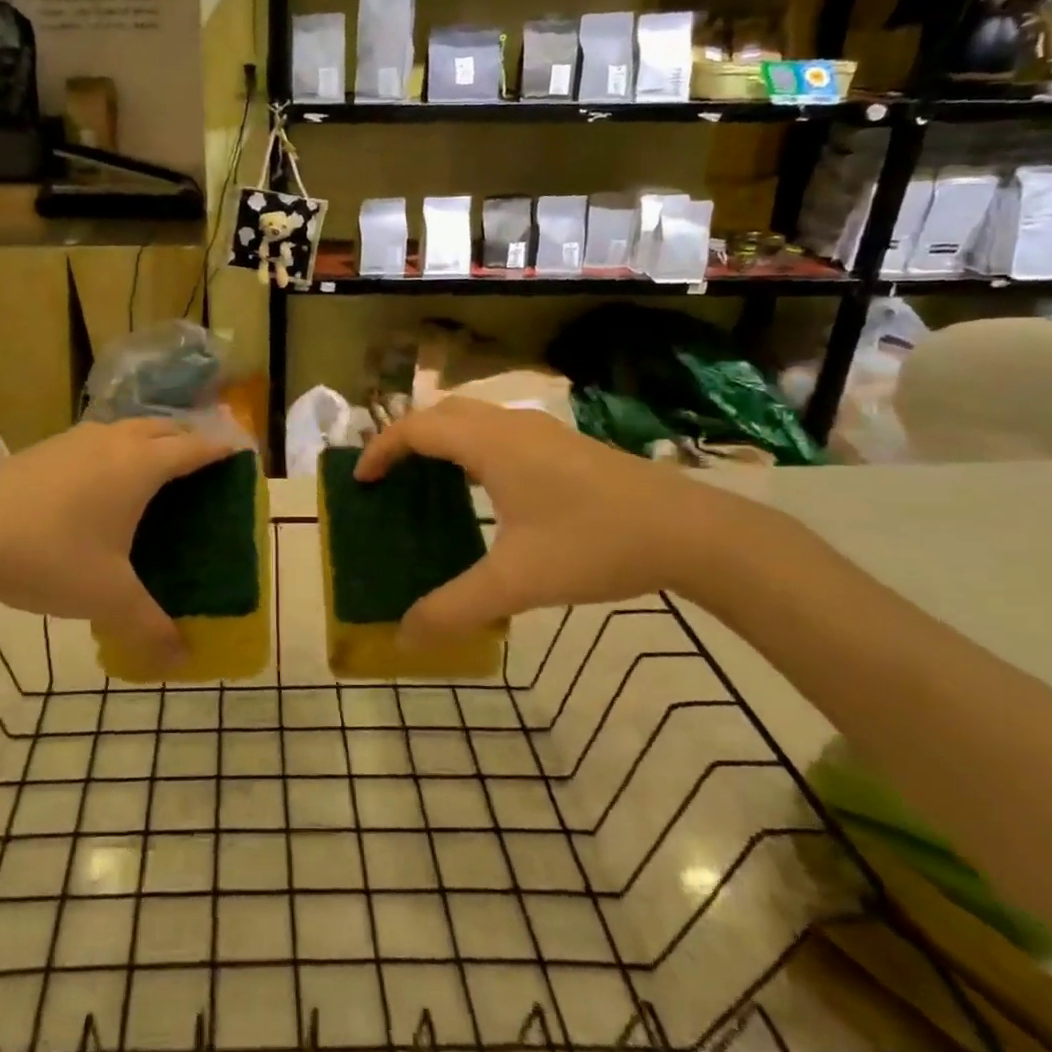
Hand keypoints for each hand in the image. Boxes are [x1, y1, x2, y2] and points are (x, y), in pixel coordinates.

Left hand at [0, 418, 237, 668]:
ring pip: (126, 428)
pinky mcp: (44, 448)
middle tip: (199, 468)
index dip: (219, 451)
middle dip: (186, 441)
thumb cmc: (51, 558)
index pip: (193, 449)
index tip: (239, 456)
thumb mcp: (108, 597)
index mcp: (140, 466)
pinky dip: (114, 450)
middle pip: (162, 428)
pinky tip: (98, 482)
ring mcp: (74, 440)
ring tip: (152, 471)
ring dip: (147, 441)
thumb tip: (183, 658)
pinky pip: (95, 440)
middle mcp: (112, 441)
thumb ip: (150, 626)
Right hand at [354, 398, 764, 645]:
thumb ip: (455, 608)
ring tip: (427, 480)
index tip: (361, 481)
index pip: (416, 429)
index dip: (381, 450)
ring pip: (474, 418)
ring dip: (442, 439)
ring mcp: (543, 431)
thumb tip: (405, 638)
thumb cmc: (594, 544)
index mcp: (489, 444)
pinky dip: (471, 447)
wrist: (691, 532)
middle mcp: (511, 426)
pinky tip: (484, 490)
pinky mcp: (566, 445)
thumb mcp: (517, 582)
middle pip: (441, 413)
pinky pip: (499, 432)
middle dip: (407, 438)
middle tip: (389, 477)